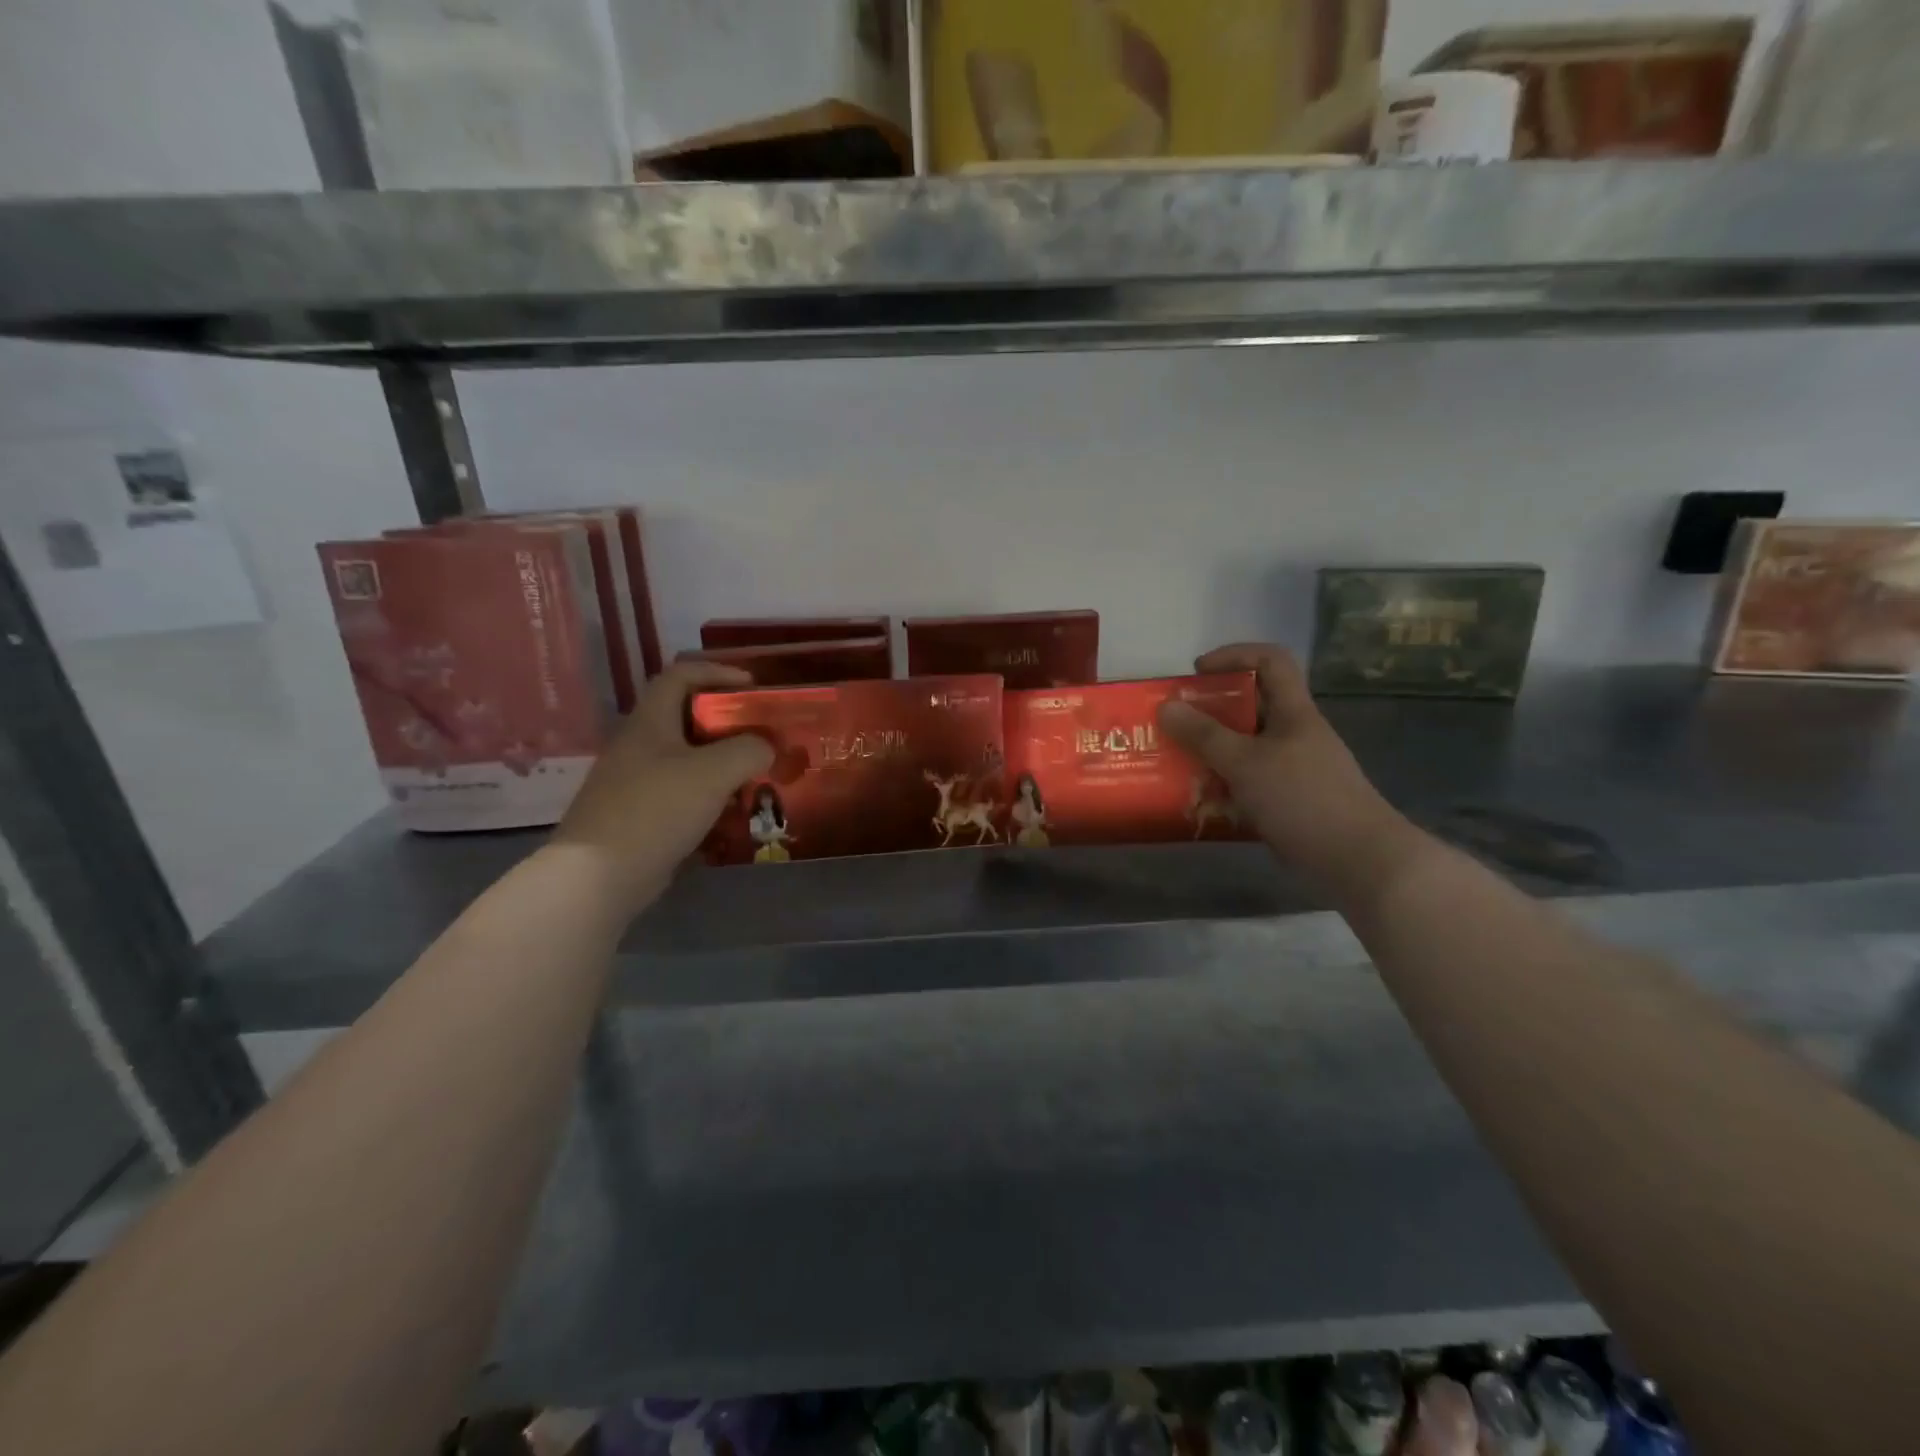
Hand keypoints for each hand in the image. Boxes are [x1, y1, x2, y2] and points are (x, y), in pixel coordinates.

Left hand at [550, 663, 772, 919]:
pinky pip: (680, 793)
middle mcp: (638, 744)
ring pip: (686, 758)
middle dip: (728, 723)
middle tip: (761, 736)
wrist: (599, 875)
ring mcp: (634, 781)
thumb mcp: (714, 772)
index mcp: (650, 721)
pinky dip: (708, 795)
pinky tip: (730, 813)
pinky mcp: (637, 814)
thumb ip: (749, 750)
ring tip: (754, 775)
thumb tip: (766, 747)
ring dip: (721, 763)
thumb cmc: (657, 808)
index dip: (718, 672)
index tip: (753, 687)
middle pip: (686, 718)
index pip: (681, 675)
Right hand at [1158, 644, 1421, 902]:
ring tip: (1176, 761)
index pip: (1270, 661)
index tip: (1197, 672)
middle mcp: (1294, 733)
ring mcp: (1293, 768)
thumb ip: (1204, 735)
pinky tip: (1200, 798)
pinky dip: (1223, 783)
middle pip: (1251, 705)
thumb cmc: (1303, 799)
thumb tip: (1165, 706)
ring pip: (1246, 746)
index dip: (1234, 655)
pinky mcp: (1289, 800)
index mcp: (1293, 712)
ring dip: (1211, 750)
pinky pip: (1248, 780)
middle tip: (1174, 723)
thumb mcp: (1246, 762)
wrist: (1357, 860)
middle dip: (1210, 710)